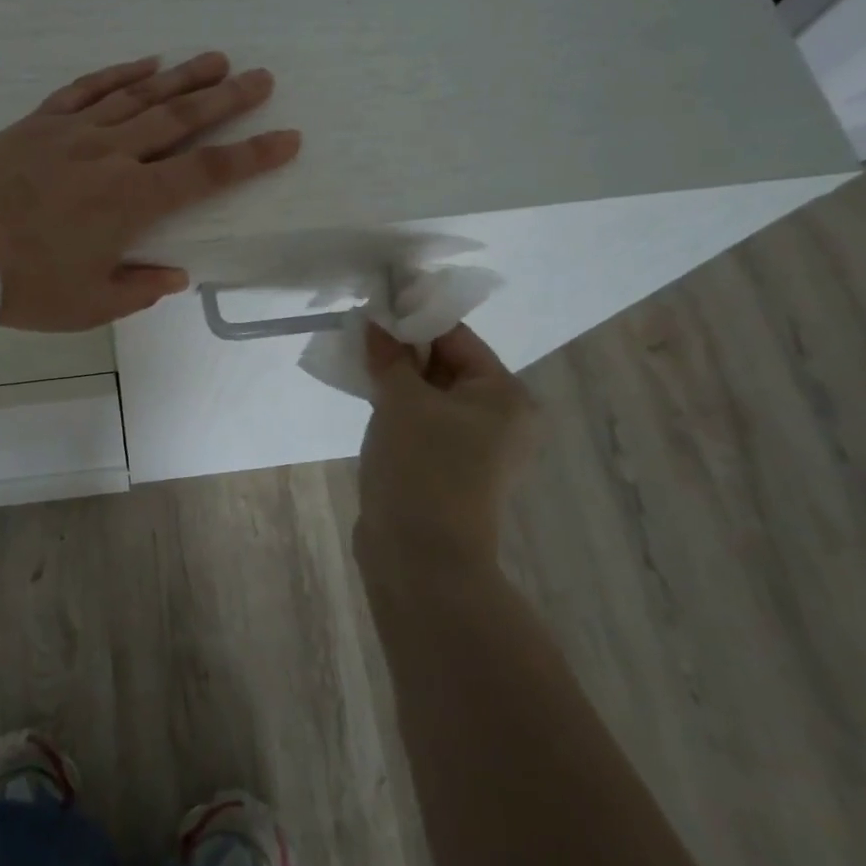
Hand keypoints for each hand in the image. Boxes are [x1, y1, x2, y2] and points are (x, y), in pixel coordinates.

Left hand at [0, 52, 301, 330]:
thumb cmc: (24, 285)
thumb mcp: (89, 304)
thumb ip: (138, 288)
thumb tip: (174, 274)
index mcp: (132, 201)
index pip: (206, 173)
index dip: (252, 156)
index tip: (287, 137)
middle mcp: (112, 155)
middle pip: (180, 119)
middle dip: (227, 99)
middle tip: (262, 77)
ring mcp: (74, 132)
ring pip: (140, 96)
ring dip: (182, 76)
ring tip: (216, 59)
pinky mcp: (39, 122)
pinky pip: (88, 89)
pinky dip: (119, 73)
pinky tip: (146, 63)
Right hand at [356, 321, 536, 577]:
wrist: (422, 558)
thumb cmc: (422, 467)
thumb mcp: (401, 400)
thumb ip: (389, 355)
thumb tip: (376, 322)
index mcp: (505, 395)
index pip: (457, 338)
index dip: (414, 320)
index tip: (375, 307)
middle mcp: (502, 418)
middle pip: (447, 365)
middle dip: (403, 350)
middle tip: (361, 335)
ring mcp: (478, 447)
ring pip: (432, 395)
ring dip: (398, 379)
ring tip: (360, 363)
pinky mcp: (452, 469)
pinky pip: (425, 423)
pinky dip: (400, 408)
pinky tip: (369, 398)